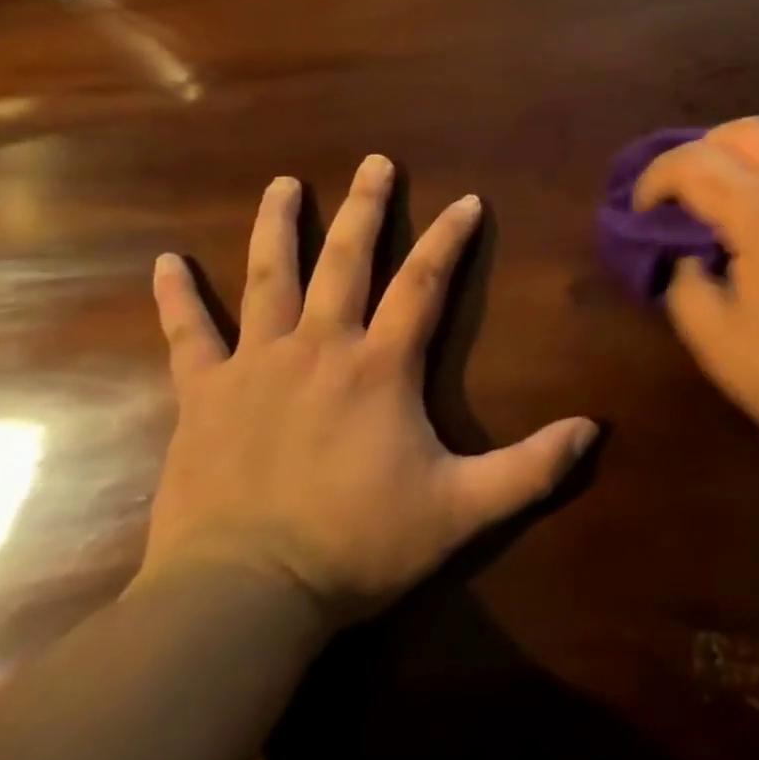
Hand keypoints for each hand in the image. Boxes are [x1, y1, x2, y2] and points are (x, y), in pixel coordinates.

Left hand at [139, 158, 597, 622]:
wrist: (241, 597)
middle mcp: (320, 347)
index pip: (424, 283)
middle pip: (346, 260)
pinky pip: (187, 336)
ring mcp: (256, 366)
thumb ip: (531, 468)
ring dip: (279, 227)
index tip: (468, 200)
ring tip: (284, 184)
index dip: (450, 238)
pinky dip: (177, 298)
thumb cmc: (357, 545)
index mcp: (379, 366)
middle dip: (366, 207)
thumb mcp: (461, 510)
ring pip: (268, 279)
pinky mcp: (204, 396)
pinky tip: (165, 263)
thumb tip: (594, 429)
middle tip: (376, 162)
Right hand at [634, 118, 758, 465]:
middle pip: (747, 132)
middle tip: (683, 194)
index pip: (695, 163)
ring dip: (750, 156)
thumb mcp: (720, 344)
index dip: (656, 178)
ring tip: (732, 199)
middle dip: (703, 151)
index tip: (640, 211)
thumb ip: (687, 289)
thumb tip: (690, 260)